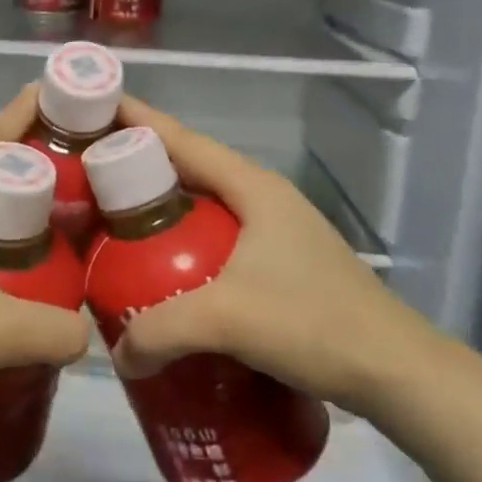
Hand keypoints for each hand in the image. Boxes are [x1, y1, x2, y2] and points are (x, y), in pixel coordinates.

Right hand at [107, 97, 427, 411]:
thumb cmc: (315, 324)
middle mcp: (261, 199)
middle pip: (187, 170)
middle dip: (136, 167)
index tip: (92, 108)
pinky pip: (212, 241)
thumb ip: (160, 330)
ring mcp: (272, 232)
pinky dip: (179, 245)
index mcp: (252, 188)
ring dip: (158, 211)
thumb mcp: (228, 320)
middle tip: (85, 176)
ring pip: (200, 208)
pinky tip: (157, 272)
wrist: (396, 373)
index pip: (182, 141)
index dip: (136, 121)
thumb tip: (118, 354)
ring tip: (110, 224)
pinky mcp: (277, 265)